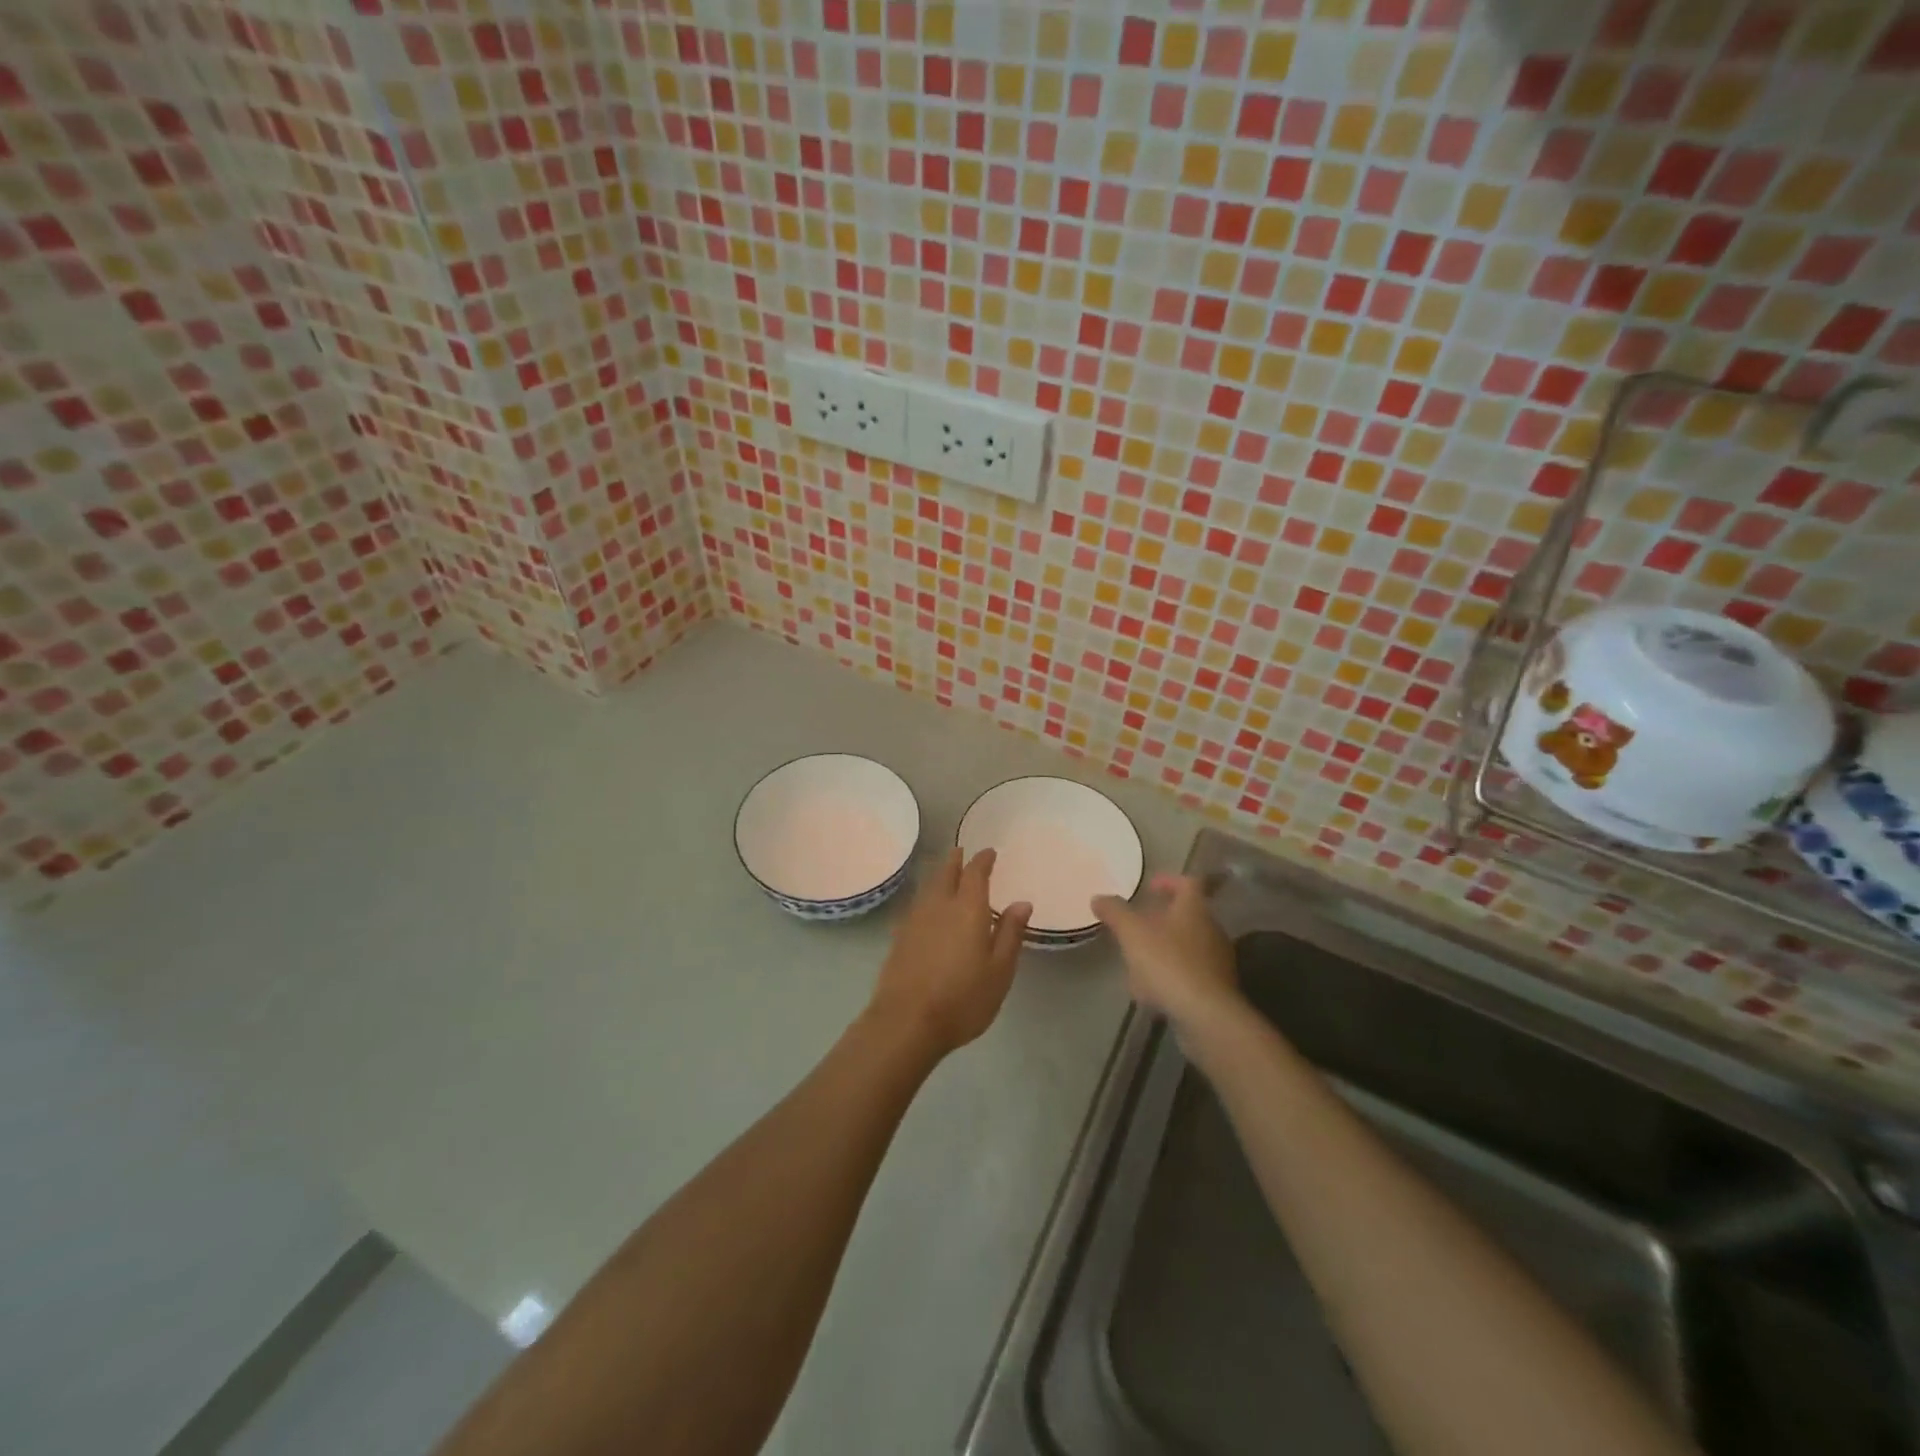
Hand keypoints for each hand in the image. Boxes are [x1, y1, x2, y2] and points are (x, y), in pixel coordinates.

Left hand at [868, 848, 1030, 1056]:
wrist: (906, 1022)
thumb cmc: (962, 998)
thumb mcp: (999, 971)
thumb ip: (1010, 934)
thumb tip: (1021, 903)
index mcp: (967, 909)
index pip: (975, 873)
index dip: (983, 860)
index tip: (989, 852)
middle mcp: (939, 906)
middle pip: (946, 874)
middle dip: (955, 861)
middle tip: (961, 852)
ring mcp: (914, 920)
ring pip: (928, 888)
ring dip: (939, 876)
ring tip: (946, 874)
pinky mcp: (899, 937)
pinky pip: (917, 905)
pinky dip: (927, 898)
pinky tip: (928, 909)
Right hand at [1093, 874, 1240, 1031]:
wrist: (1206, 1015)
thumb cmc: (1168, 963)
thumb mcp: (1132, 933)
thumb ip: (1115, 912)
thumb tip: (1098, 897)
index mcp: (1194, 909)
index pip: (1188, 882)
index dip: (1168, 881)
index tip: (1150, 888)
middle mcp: (1211, 929)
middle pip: (1188, 915)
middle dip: (1161, 918)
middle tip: (1137, 924)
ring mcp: (1217, 960)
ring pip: (1188, 945)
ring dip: (1164, 947)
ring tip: (1138, 960)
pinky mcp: (1217, 988)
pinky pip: (1190, 972)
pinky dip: (1171, 973)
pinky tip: (1151, 989)